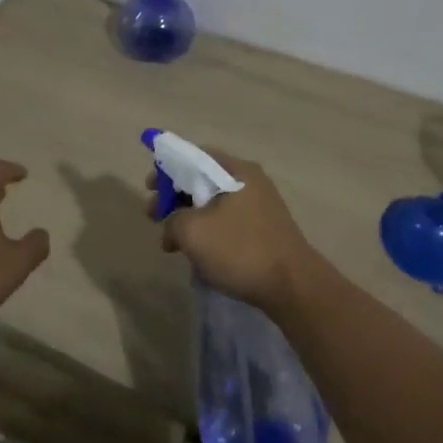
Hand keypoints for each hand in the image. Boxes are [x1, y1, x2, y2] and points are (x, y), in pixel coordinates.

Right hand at [153, 151, 322, 314]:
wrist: (292, 286)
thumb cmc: (240, 249)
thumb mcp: (193, 231)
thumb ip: (172, 219)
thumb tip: (173, 226)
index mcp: (235, 170)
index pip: (194, 155)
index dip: (167, 168)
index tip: (149, 187)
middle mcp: (250, 180)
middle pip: (203, 179)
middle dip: (175, 197)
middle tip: (154, 216)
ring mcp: (260, 205)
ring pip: (215, 203)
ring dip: (190, 218)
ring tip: (173, 243)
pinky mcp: (265, 229)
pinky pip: (228, 221)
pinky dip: (209, 231)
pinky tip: (199, 255)